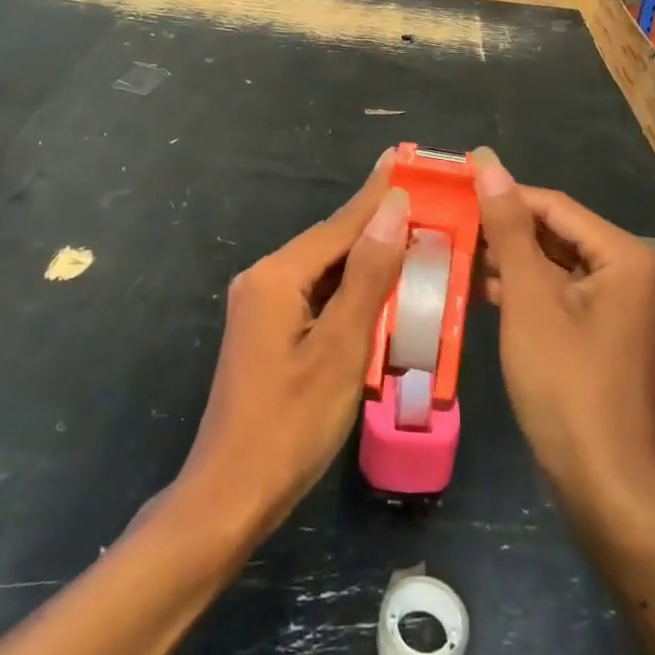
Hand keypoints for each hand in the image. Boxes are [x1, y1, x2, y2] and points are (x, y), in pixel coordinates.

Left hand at [180, 152, 409, 541]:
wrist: (231, 496)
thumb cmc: (291, 424)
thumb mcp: (340, 348)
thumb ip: (368, 275)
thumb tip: (392, 208)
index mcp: (277, 277)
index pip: (339, 225)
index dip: (377, 193)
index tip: (405, 157)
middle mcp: (264, 281)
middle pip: (331, 244)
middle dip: (376, 223)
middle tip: (423, 200)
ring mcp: (263, 308)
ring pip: (326, 271)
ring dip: (368, 258)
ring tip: (413, 236)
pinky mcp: (269, 333)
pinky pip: (318, 297)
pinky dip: (352, 291)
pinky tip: (382, 290)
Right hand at [470, 148, 654, 523]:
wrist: (600, 480)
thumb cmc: (565, 382)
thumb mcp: (529, 298)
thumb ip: (509, 228)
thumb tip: (488, 163)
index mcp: (621, 253)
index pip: (551, 204)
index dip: (501, 194)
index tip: (450, 188)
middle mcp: (623, 269)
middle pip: (552, 231)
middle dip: (501, 229)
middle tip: (445, 220)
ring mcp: (610, 302)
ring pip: (548, 262)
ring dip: (505, 258)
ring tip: (451, 249)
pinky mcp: (593, 329)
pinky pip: (551, 292)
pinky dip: (518, 288)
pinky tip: (476, 287)